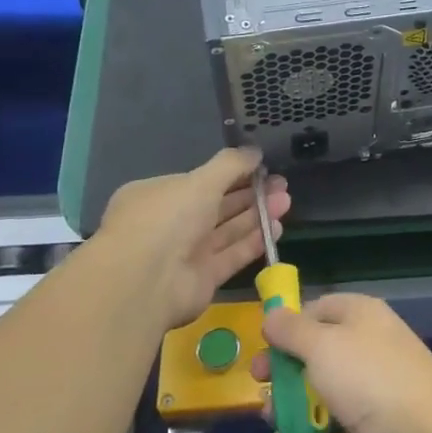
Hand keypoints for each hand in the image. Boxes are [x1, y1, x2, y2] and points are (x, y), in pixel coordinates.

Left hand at [95, 148, 289, 332]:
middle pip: (218, 206)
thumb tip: (255, 151)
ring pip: (227, 230)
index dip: (233, 173)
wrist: (145, 282)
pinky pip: (231, 255)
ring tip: (286, 201)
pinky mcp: (202, 278)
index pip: (200, 181)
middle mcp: (170, 223)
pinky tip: (276, 228)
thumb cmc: (167, 218)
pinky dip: (253, 242)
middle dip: (251, 194)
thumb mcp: (200, 180)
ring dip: (257, 215)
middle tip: (282, 185)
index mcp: (159, 195)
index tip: (262, 167)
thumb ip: (231, 164)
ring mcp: (185, 253)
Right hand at [251, 294, 431, 432]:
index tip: (263, 342)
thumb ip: (292, 330)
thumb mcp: (323, 344)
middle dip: (282, 370)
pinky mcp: (362, 428)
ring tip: (270, 420)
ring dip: (287, 405)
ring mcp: (364, 389)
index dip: (290, 323)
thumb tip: (272, 314)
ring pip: (314, 392)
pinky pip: (324, 426)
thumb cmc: (368, 378)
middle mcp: (363, 347)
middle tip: (259, 383)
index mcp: (360, 316)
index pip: (319, 308)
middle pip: (312, 353)